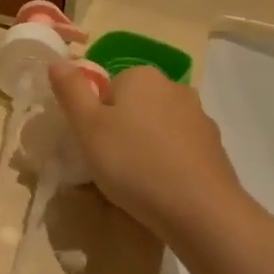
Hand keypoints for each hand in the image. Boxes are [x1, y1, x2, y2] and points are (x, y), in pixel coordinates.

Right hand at [48, 61, 242, 241]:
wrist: (201, 211)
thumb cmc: (134, 163)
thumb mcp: (87, 127)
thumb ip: (71, 91)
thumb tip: (57, 61)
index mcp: (142, 76)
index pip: (110, 86)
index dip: (98, 115)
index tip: (96, 144)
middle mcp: (174, 87)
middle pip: (136, 105)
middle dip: (124, 129)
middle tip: (113, 164)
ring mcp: (200, 118)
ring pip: (160, 127)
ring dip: (148, 146)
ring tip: (139, 182)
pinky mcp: (216, 149)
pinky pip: (182, 150)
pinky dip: (171, 163)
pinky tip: (164, 190)